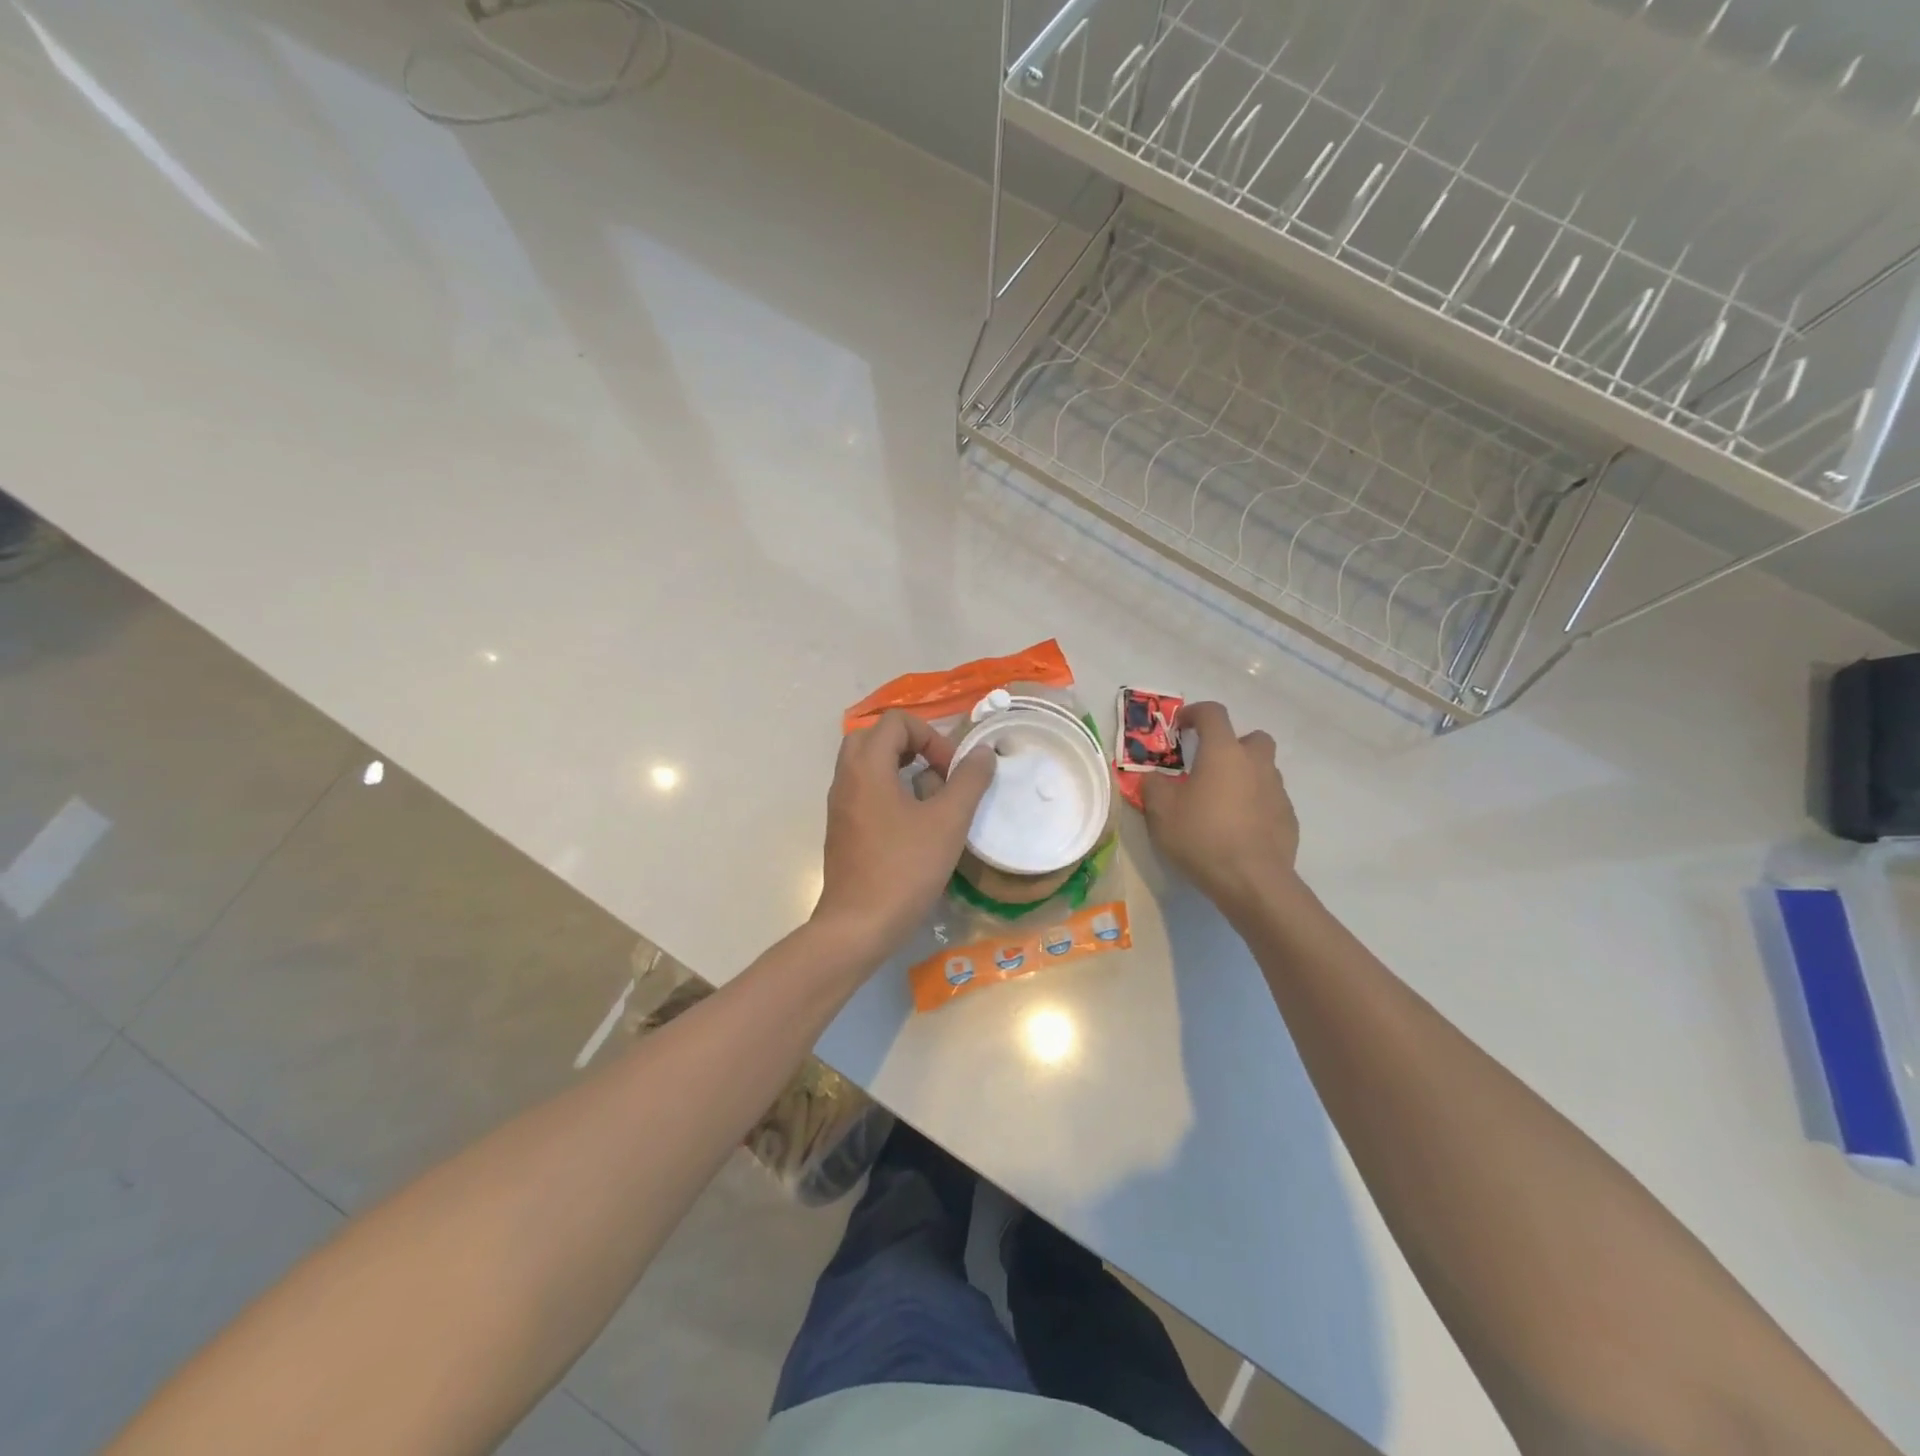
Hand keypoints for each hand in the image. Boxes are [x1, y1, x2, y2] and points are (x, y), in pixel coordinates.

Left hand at [813, 710, 995, 959]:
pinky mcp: (841, 829)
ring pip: (866, 764)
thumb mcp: (948, 822)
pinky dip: (887, 789)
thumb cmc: (905, 869)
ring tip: (929, 796)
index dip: (930, 736)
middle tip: (936, 771)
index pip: (896, 722)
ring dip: (899, 767)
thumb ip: (968, 781)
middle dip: (911, 745)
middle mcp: (846, 778)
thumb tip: (982, 752)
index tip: (951, 771)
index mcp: (867, 767)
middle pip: (874, 736)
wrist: (858, 925)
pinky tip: (912, 823)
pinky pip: (862, 789)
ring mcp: (839, 805)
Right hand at [1140, 701, 1300, 918]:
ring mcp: (1277, 790)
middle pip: (1252, 737)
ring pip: (1263, 769)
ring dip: (1244, 775)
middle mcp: (1256, 763)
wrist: (1252, 881)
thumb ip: (1152, 786)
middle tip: (1210, 765)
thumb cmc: (1202, 837)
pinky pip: (1270, 799)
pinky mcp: (1288, 817)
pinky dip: (1255, 804)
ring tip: (1222, 801)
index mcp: (1223, 752)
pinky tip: (1238, 828)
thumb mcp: (1160, 811)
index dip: (1195, 713)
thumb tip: (1153, 777)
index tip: (1180, 727)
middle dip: (1232, 744)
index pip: (1213, 713)